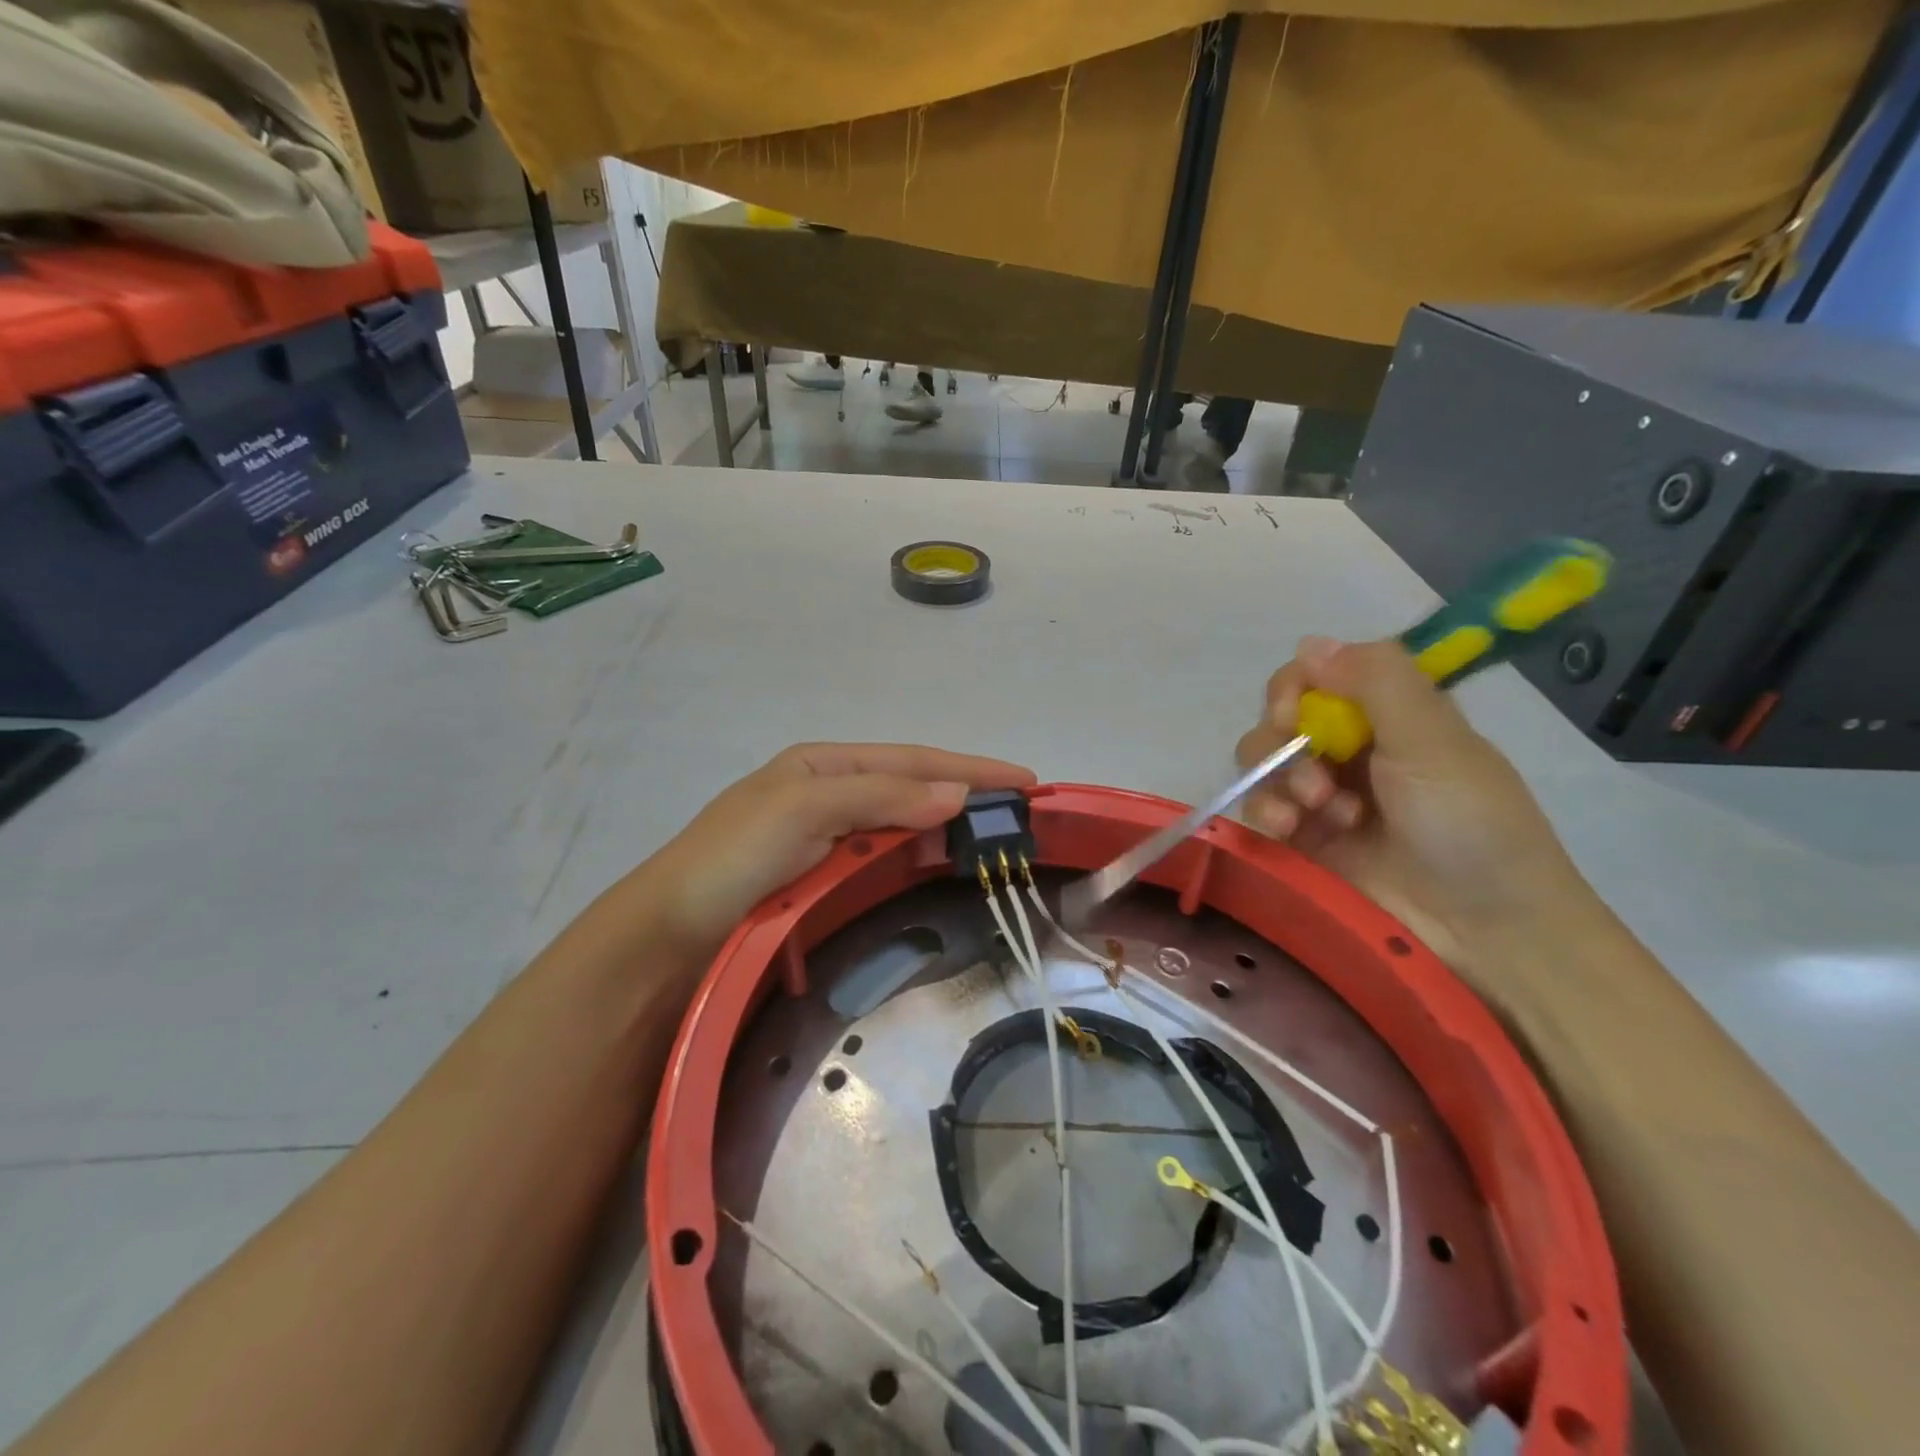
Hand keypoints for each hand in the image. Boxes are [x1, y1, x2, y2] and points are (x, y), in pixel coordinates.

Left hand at [631, 743, 1035, 963]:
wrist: (666, 939)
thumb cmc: (731, 859)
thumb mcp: (801, 807)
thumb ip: (879, 796)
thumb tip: (958, 794)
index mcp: (821, 765)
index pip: (910, 760)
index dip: (968, 768)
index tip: (1024, 781)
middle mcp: (829, 795)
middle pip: (912, 788)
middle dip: (966, 793)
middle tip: (1023, 814)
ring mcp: (827, 842)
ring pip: (903, 826)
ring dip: (949, 827)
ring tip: (998, 838)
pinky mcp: (825, 884)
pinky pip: (885, 862)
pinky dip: (921, 860)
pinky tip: (945, 868)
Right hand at [1236, 637, 1604, 980]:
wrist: (1483, 932)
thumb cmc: (1470, 825)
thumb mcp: (1434, 741)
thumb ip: (1376, 682)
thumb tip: (1310, 641)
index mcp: (1390, 717)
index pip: (1318, 677)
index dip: (1295, 688)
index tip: (1295, 710)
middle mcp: (1350, 750)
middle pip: (1281, 719)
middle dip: (1285, 740)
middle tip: (1311, 773)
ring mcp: (1321, 797)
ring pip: (1262, 762)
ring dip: (1278, 779)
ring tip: (1311, 811)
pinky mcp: (1299, 841)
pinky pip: (1257, 808)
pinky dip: (1266, 813)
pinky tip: (1290, 831)